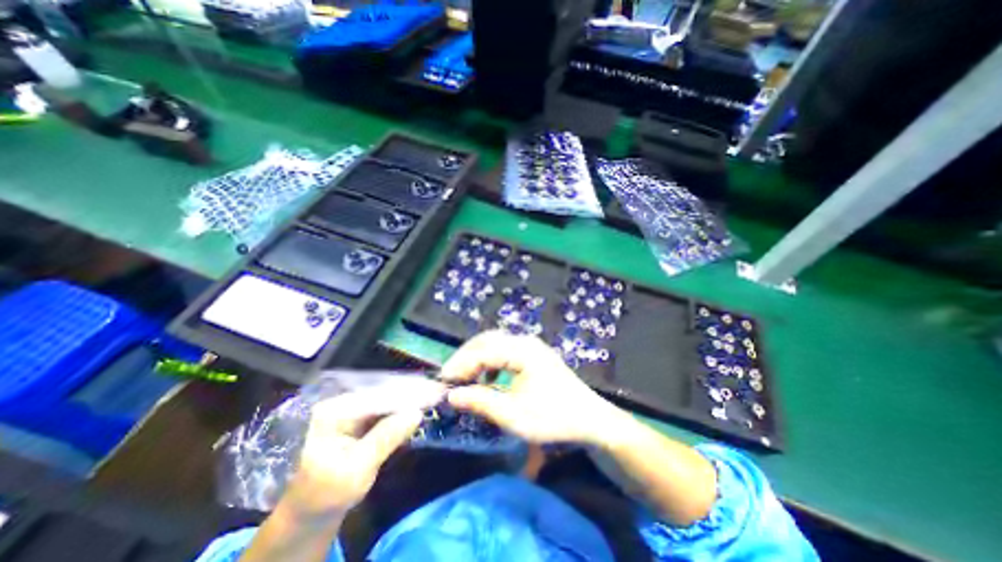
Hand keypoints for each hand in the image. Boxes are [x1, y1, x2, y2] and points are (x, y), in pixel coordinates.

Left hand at [278, 384, 439, 519]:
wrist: (312, 509)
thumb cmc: (328, 494)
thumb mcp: (357, 469)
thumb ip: (386, 438)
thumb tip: (417, 413)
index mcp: (333, 412)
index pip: (377, 397)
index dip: (407, 394)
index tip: (434, 392)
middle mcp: (342, 403)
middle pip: (383, 394)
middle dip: (411, 394)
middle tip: (438, 392)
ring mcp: (350, 409)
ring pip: (386, 399)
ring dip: (409, 400)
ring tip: (433, 395)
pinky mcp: (359, 417)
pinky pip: (384, 409)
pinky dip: (402, 409)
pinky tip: (419, 406)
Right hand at [442, 331, 628, 444]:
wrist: (590, 419)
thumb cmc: (553, 418)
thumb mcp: (514, 415)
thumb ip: (481, 401)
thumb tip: (451, 395)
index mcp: (522, 351)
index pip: (483, 350)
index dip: (460, 364)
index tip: (443, 382)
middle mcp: (525, 341)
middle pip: (487, 340)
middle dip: (465, 357)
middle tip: (449, 377)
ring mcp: (531, 346)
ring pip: (495, 343)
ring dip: (477, 357)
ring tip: (464, 376)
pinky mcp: (533, 354)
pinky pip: (505, 350)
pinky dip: (490, 360)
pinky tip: (488, 376)